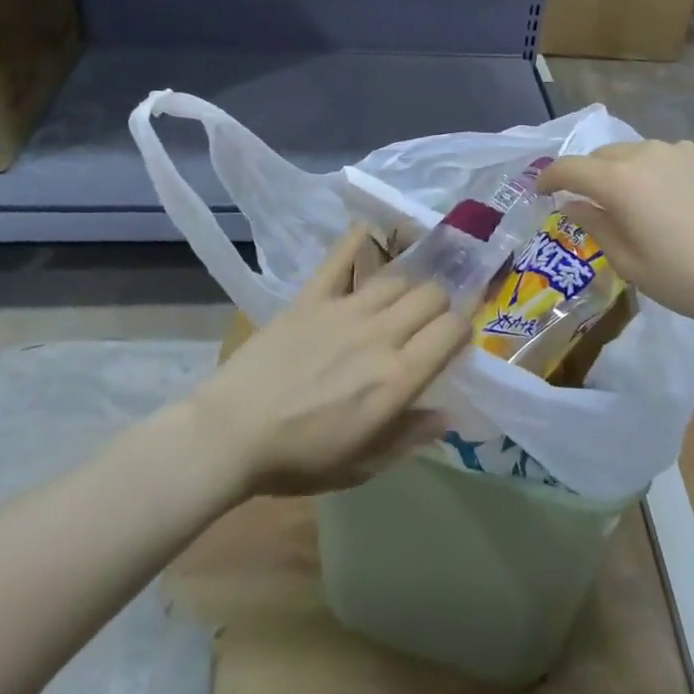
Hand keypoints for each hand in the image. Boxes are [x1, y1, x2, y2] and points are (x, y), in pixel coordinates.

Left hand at [190, 224, 468, 496]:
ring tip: (400, 297)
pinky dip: (358, 238)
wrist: (231, 433)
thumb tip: (449, 414)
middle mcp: (381, 334)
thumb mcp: (361, 465)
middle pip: (432, 295)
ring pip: (398, 277)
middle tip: (428, 321)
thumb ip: (409, 436)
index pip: (452, 331)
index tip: (455, 339)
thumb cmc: (298, 458)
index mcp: (397, 378)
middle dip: (440, 304)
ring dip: (408, 285)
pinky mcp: (313, 296)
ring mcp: (346, 309)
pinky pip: (342, 257)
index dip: (462, 329)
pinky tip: (369, 228)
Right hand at [537, 140, 693, 330]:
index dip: (550, 177)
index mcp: (620, 181)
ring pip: (638, 153)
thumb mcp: (632, 264)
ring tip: (637, 203)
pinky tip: (677, 201)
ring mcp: (683, 151)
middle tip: (590, 203)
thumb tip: (575, 205)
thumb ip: (597, 227)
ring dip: (626, 172)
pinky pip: (671, 158)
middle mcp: (647, 154)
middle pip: (603, 156)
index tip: (541, 190)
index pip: (570, 168)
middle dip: (589, 175)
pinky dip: (660, 172)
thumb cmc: (691, 278)